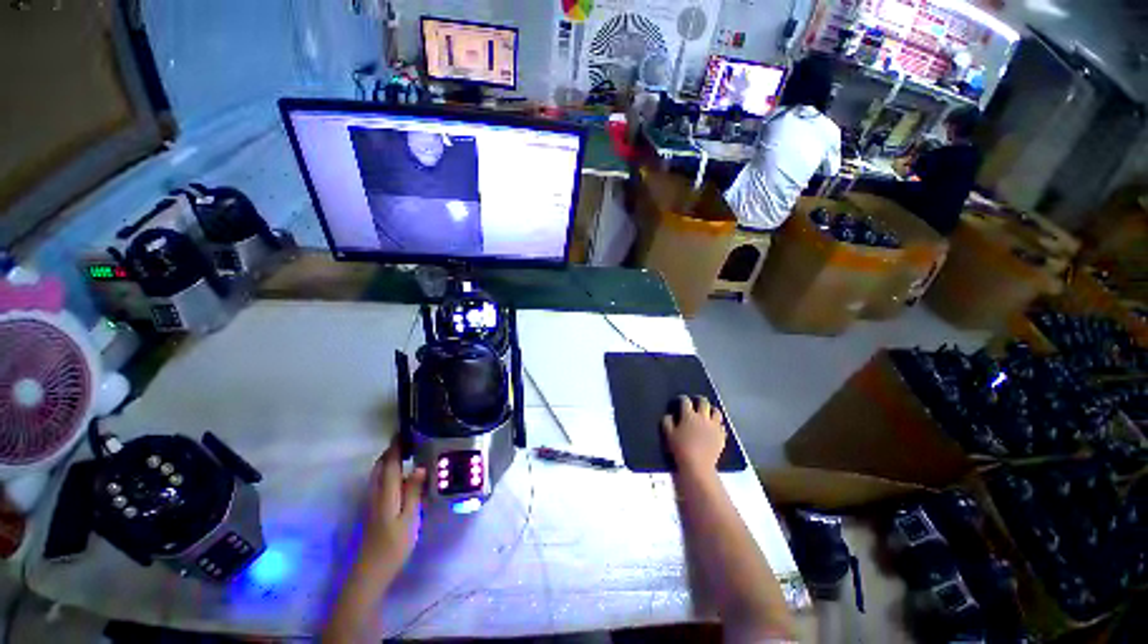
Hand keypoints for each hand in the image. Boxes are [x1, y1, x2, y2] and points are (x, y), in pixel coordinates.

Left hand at [359, 440, 425, 574]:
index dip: (396, 446)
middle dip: (392, 451)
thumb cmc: (393, 545)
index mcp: (386, 492)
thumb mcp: (409, 518)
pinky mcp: (374, 509)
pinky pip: (380, 482)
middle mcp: (376, 493)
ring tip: (408, 454)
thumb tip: (419, 467)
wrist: (371, 571)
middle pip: (380, 466)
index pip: (389, 462)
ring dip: (390, 461)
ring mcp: (373, 501)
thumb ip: (413, 492)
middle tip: (409, 440)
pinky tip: (403, 477)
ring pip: (379, 474)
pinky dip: (389, 472)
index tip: (404, 430)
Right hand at [662, 395, 725, 475]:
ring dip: (711, 410)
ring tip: (708, 412)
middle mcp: (703, 417)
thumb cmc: (680, 449)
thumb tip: (669, 415)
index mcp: (689, 415)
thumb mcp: (668, 434)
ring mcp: (714, 426)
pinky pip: (722, 426)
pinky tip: (714, 428)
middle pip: (703, 402)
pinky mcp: (721, 436)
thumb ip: (667, 421)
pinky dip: (718, 424)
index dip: (682, 398)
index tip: (680, 400)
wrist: (698, 466)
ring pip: (716, 412)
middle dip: (699, 399)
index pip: (685, 401)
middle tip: (696, 402)